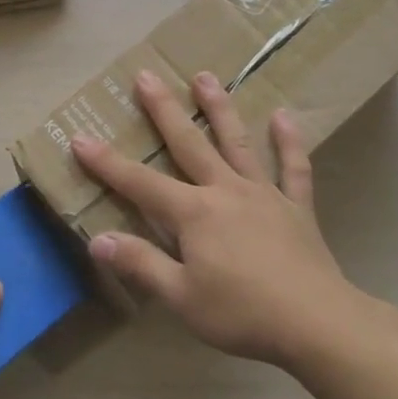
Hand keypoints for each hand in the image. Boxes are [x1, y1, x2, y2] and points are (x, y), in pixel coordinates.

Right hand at [71, 70, 358, 369]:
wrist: (317, 323)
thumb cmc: (243, 314)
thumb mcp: (182, 297)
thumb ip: (141, 264)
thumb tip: (97, 239)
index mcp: (194, 213)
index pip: (140, 183)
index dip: (107, 163)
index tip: (80, 137)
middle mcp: (225, 191)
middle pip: (188, 144)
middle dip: (163, 110)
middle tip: (146, 75)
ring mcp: (264, 194)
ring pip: (237, 142)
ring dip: (219, 109)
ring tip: (205, 77)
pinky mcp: (296, 206)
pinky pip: (293, 168)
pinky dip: (289, 142)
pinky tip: (284, 116)